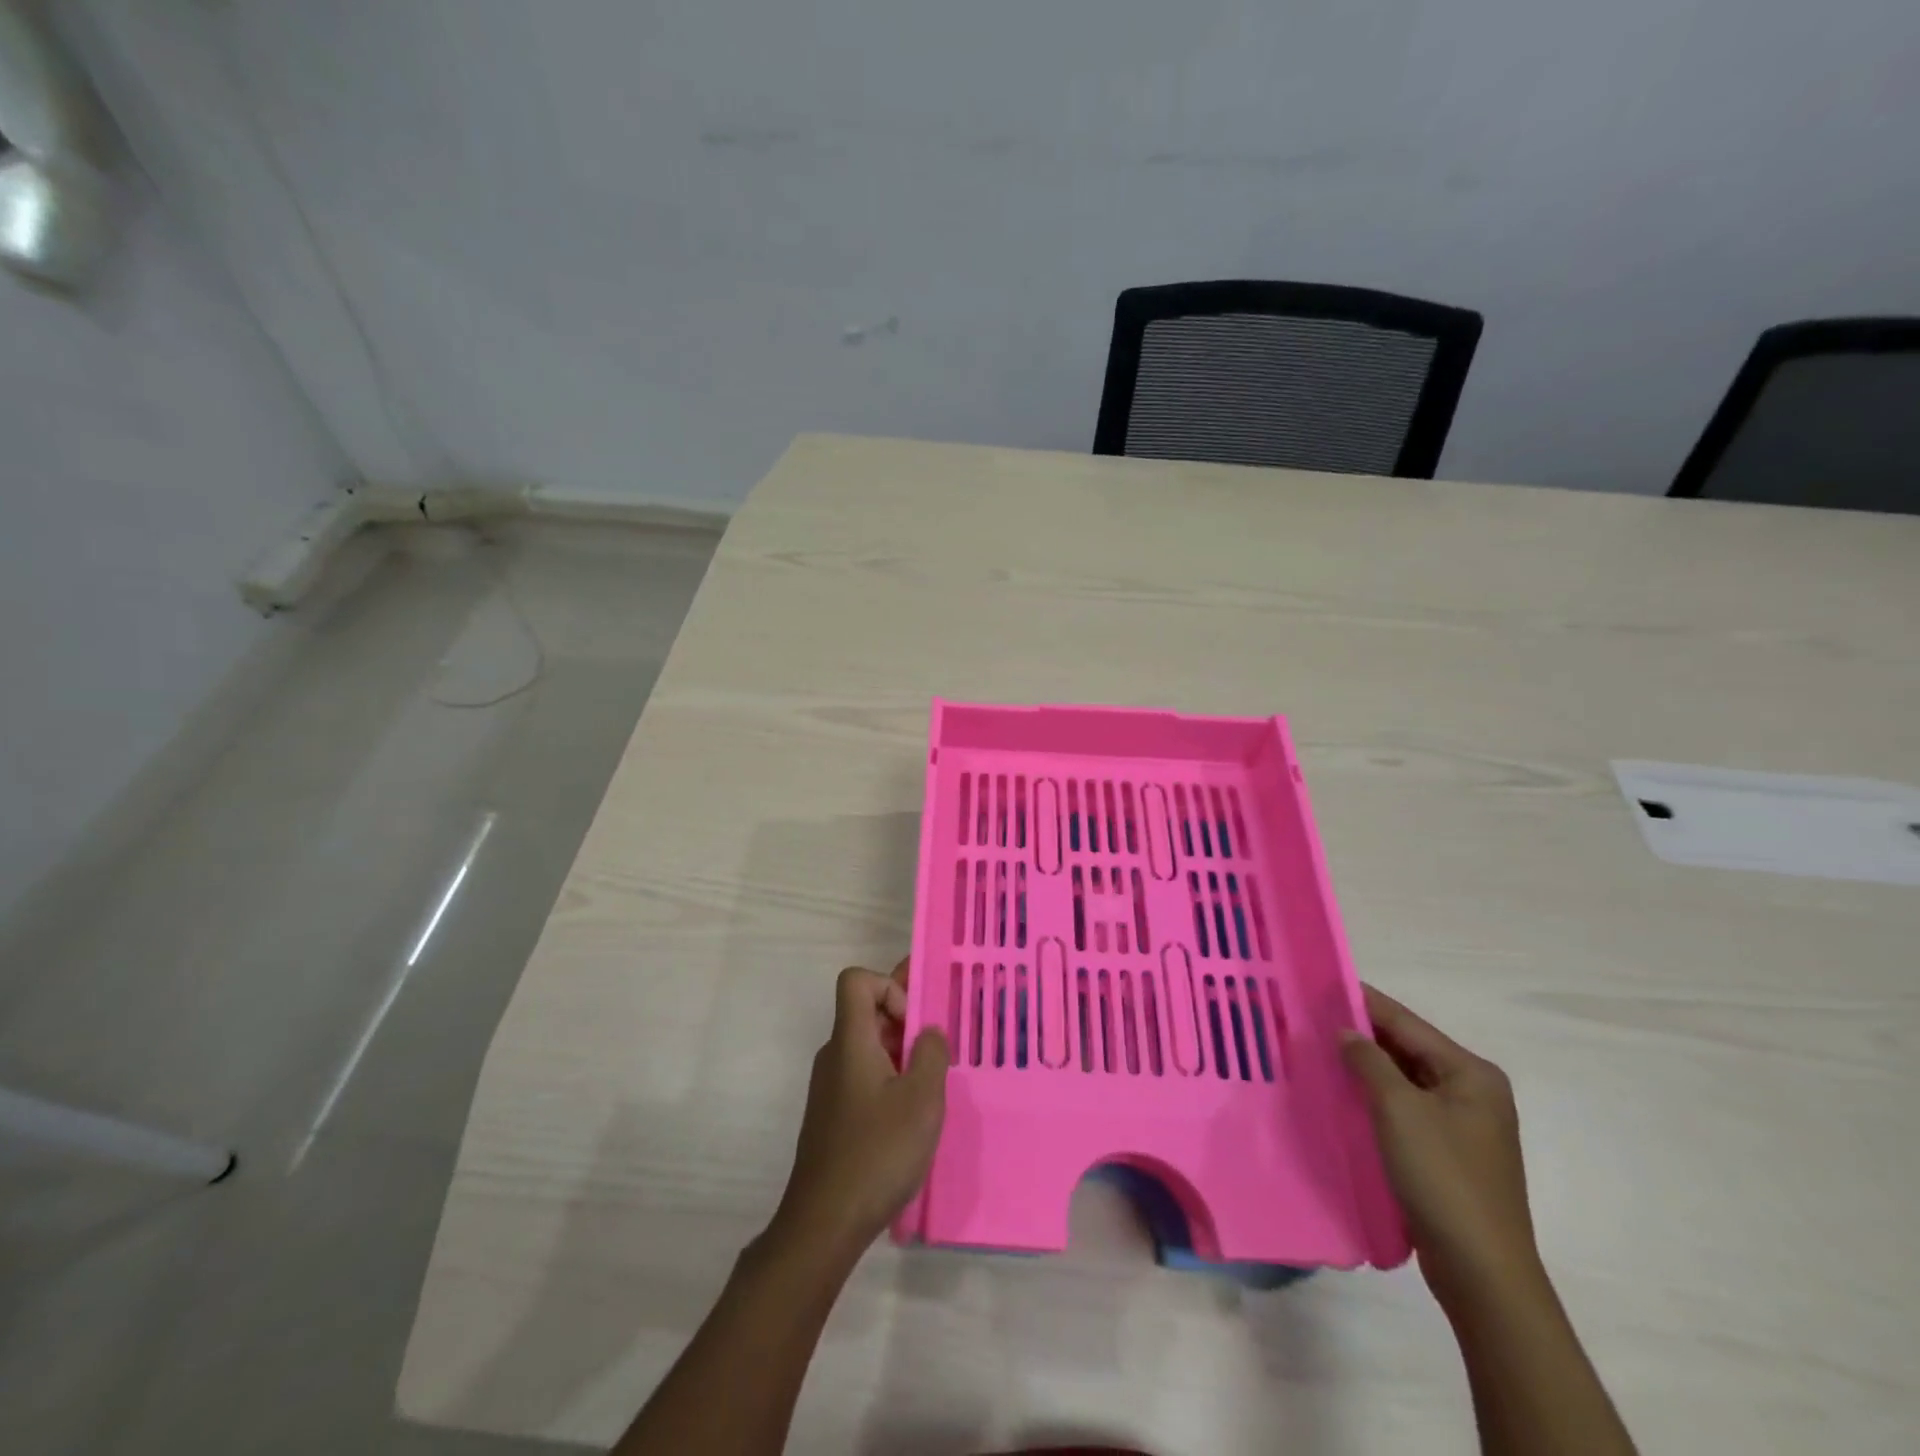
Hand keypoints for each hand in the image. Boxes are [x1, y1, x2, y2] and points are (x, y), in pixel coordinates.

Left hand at [771, 960, 949, 1263]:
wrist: (824, 1223)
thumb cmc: (877, 1152)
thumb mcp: (922, 1099)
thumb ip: (931, 1054)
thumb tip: (928, 1033)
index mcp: (850, 1040)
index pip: (856, 980)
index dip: (889, 986)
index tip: (913, 1024)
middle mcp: (834, 1055)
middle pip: (866, 1012)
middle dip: (905, 1022)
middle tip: (938, 1054)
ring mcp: (830, 1087)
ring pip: (867, 1047)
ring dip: (900, 1055)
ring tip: (930, 1089)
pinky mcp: (833, 1115)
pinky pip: (863, 1076)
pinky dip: (889, 1081)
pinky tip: (909, 1120)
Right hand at [1340, 984, 1541, 1312]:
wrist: (1481, 1271)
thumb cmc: (1442, 1177)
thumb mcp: (1398, 1109)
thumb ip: (1369, 1061)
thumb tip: (1346, 1031)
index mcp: (1471, 1074)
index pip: (1407, 1023)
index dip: (1364, 1003)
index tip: (1322, 984)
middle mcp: (1472, 1092)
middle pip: (1407, 1049)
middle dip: (1362, 1035)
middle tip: (1311, 1017)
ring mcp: (1462, 1125)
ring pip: (1404, 1079)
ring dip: (1366, 1067)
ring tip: (1318, 1049)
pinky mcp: (1448, 1152)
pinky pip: (1405, 1108)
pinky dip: (1375, 1097)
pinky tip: (1342, 1093)